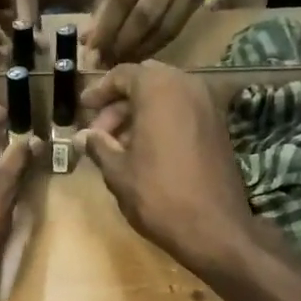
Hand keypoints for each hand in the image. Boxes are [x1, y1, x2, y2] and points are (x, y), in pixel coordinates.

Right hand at [79, 62, 250, 274]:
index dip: (99, 91)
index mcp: (158, 89)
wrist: (213, 226)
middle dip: (120, 103)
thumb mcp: (118, 171)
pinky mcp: (218, 126)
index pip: (122, 74)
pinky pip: (183, 111)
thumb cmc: (157, 194)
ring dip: (140, 114)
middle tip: (99, 131)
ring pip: (166, 96)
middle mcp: (187, 86)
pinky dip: (161, 121)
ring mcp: (207, 105)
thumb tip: (82, 136)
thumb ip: (98, 146)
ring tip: (118, 145)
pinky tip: (145, 151)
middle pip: (146, 81)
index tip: (83, 108)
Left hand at [86, 0, 214, 63]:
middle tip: (104, 61)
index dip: (108, 23)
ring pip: (165, 26)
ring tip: (118, 62)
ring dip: (139, 49)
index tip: (91, 48)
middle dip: (123, 42)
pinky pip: (177, 27)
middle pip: (147, 12)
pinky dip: (156, 44)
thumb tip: (90, 34)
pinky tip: (139, 52)